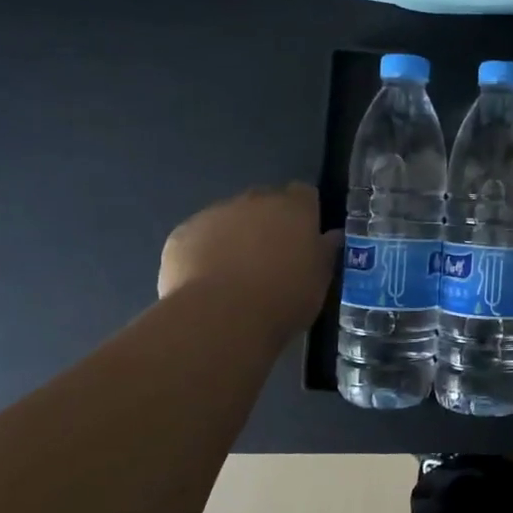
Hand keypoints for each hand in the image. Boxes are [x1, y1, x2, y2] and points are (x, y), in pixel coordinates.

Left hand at [157, 184, 340, 339]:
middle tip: (271, 258)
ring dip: (234, 236)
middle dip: (268, 222)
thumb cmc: (283, 299)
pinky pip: (198, 237)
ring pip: (229, 218)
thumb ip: (325, 253)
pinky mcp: (182, 235)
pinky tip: (207, 282)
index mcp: (294, 209)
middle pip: (264, 202)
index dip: (304, 213)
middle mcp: (254, 201)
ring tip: (235, 275)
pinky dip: (204, 252)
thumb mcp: (319, 281)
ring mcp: (214, 214)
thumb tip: (330, 236)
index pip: (304, 194)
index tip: (304, 238)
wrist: (221, 318)